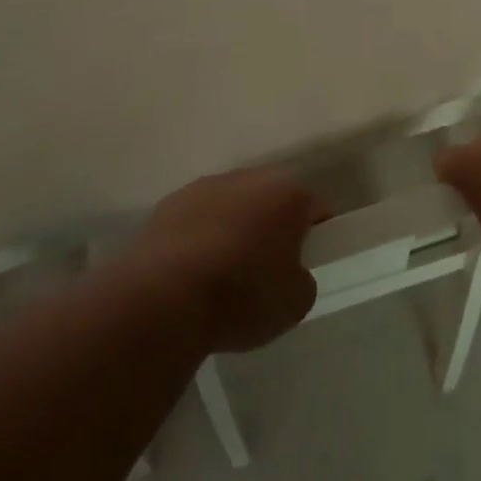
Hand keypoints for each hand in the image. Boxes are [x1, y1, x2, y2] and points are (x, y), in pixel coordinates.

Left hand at [128, 167, 325, 352]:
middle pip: (270, 199)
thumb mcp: (295, 303)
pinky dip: (199, 238)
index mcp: (287, 194)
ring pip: (231, 205)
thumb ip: (302, 280)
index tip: (310, 261)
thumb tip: (288, 272)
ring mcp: (202, 187)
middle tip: (269, 267)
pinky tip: (191, 273)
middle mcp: (247, 178)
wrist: (162, 299)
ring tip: (224, 273)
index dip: (318, 234)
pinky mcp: (166, 205)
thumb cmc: (242, 295)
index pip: (315, 207)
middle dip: (272, 225)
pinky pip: (196, 219)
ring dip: (233, 228)